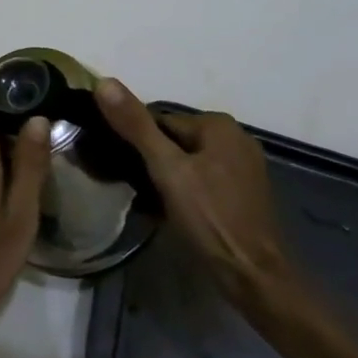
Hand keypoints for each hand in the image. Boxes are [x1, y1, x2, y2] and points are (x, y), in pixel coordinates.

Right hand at [94, 77, 296, 312]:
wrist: (253, 276)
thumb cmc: (209, 217)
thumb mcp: (166, 169)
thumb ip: (135, 125)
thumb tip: (104, 81)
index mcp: (219, 125)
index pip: (160, 121)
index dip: (136, 142)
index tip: (121, 165)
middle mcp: (236, 139)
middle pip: (175, 141)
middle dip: (152, 160)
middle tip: (133, 186)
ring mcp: (243, 168)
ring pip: (188, 162)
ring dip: (166, 177)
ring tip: (147, 200)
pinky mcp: (244, 194)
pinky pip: (203, 181)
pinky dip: (185, 190)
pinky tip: (171, 211)